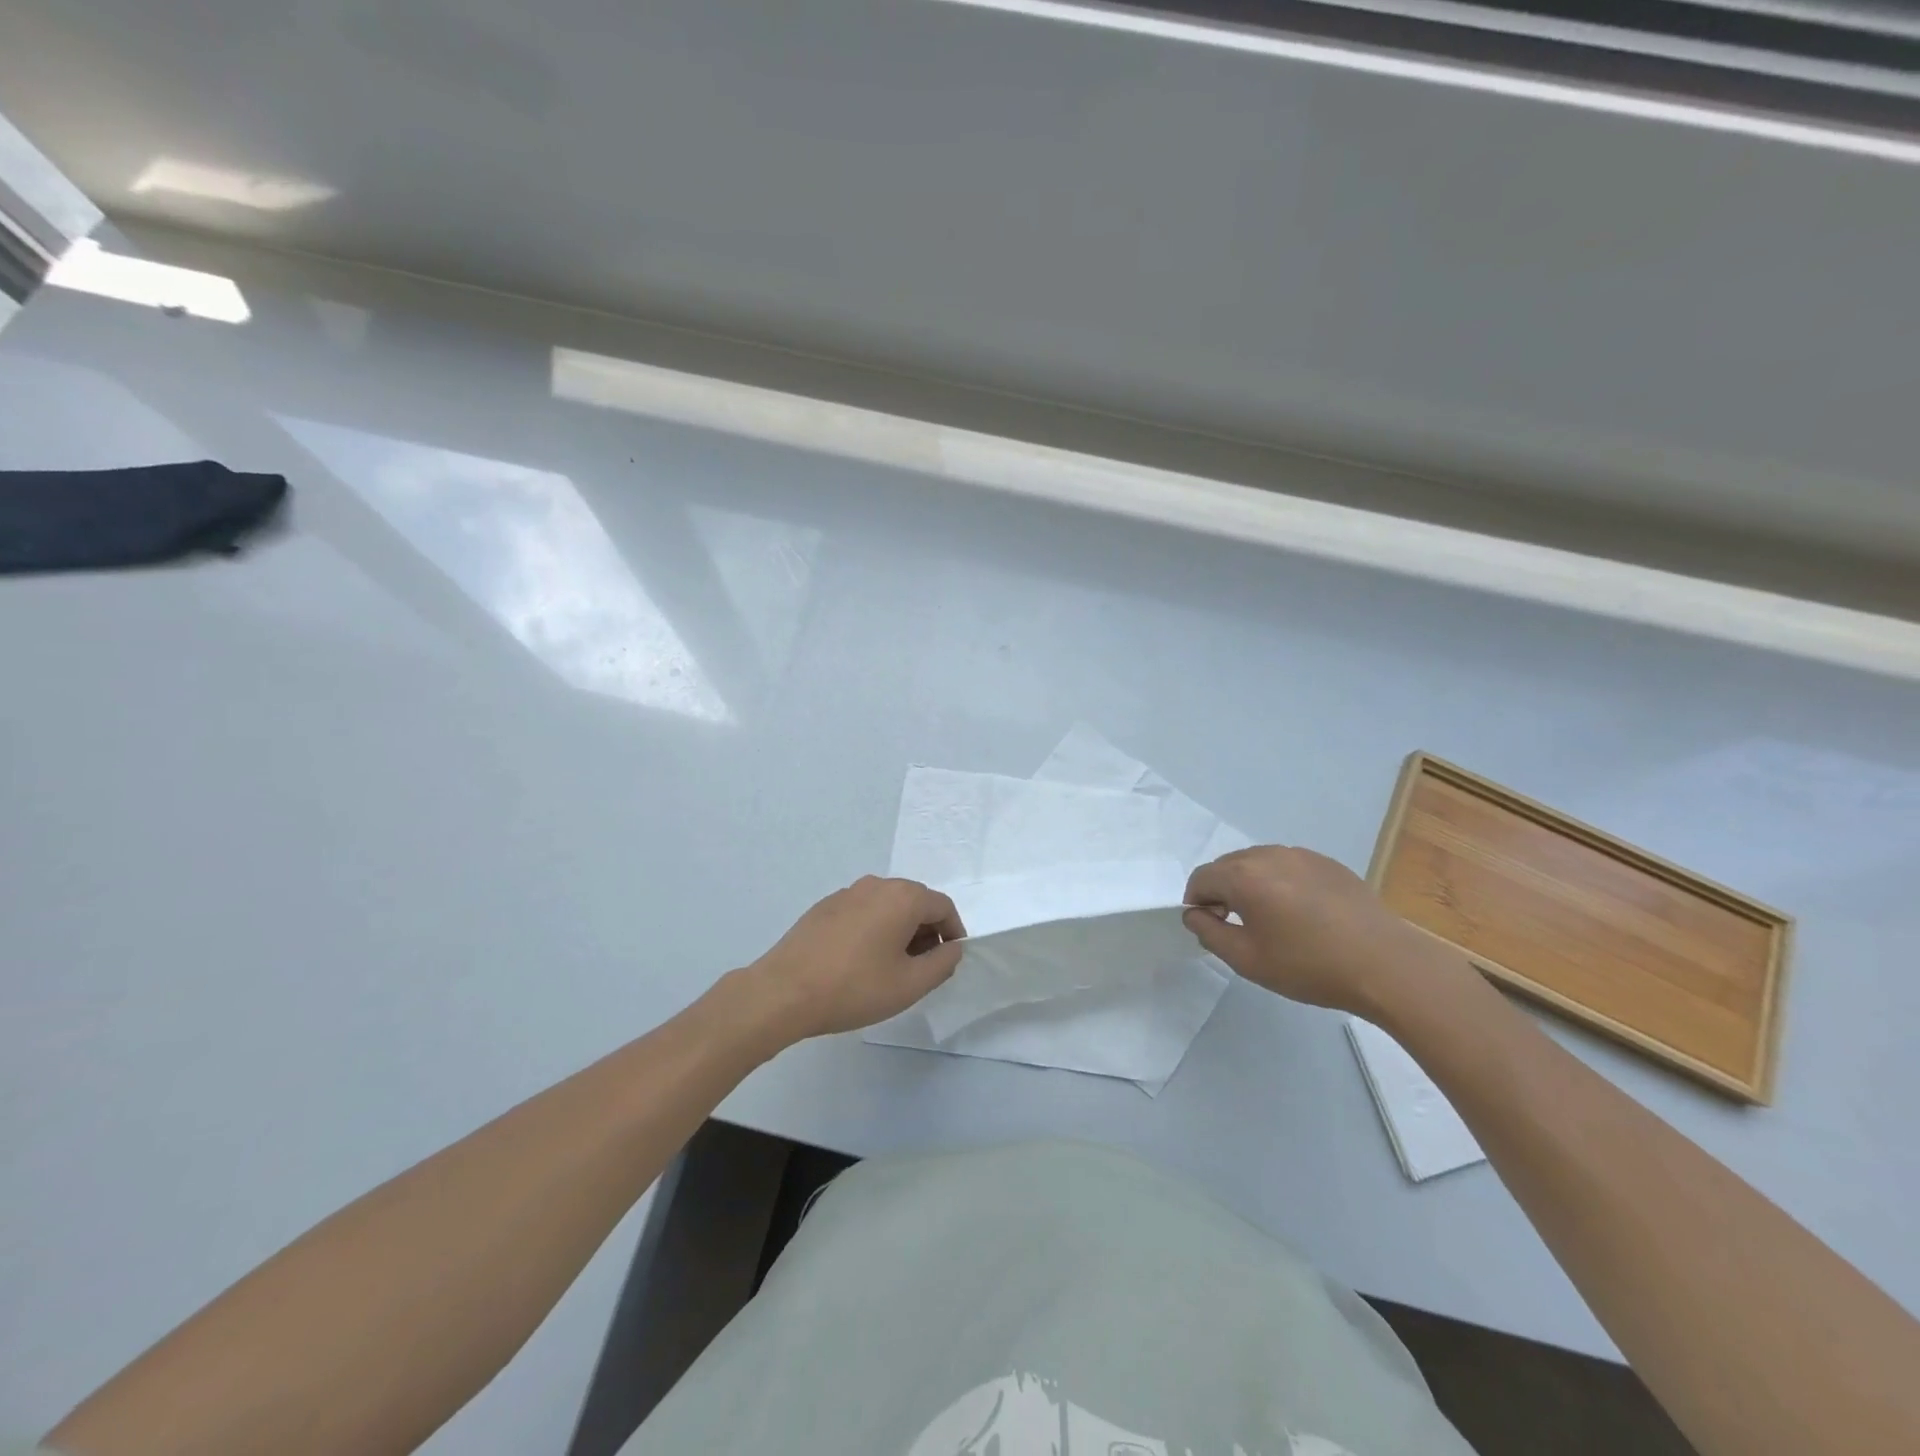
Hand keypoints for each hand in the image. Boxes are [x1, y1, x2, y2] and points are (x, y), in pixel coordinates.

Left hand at [738, 876, 966, 1043]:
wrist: (783, 992)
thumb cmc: (854, 988)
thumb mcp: (910, 984)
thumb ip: (942, 963)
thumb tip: (953, 947)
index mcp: (902, 897)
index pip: (943, 906)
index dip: (953, 932)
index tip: (948, 961)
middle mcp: (876, 885)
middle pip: (915, 901)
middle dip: (926, 931)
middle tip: (922, 968)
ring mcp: (846, 893)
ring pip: (887, 906)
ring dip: (899, 930)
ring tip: (891, 968)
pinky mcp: (824, 907)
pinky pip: (862, 912)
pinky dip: (873, 929)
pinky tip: (860, 962)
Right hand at [1183, 846, 1473, 1018]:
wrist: (1385, 964)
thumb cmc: (1309, 966)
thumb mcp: (1247, 960)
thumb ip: (1209, 933)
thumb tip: (1195, 915)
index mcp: (1243, 876)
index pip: (1201, 878)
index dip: (1196, 903)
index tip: (1210, 929)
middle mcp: (1268, 855)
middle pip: (1227, 866)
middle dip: (1222, 891)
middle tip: (1237, 926)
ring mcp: (1301, 855)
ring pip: (1258, 863)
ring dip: (1251, 885)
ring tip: (1270, 920)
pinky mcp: (1327, 863)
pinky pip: (1288, 866)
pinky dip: (1280, 883)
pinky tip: (1301, 915)